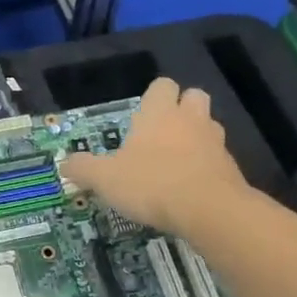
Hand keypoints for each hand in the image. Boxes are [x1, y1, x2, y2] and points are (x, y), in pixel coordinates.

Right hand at [62, 78, 250, 236]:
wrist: (209, 211)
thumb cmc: (151, 183)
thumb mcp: (104, 178)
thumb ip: (83, 168)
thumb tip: (65, 163)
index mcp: (159, 113)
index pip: (162, 86)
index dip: (153, 96)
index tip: (140, 116)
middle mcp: (190, 120)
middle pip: (194, 97)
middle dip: (181, 108)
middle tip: (161, 133)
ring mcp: (215, 143)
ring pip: (208, 126)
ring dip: (195, 137)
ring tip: (175, 160)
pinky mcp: (230, 169)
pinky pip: (217, 158)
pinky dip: (205, 166)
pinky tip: (189, 187)